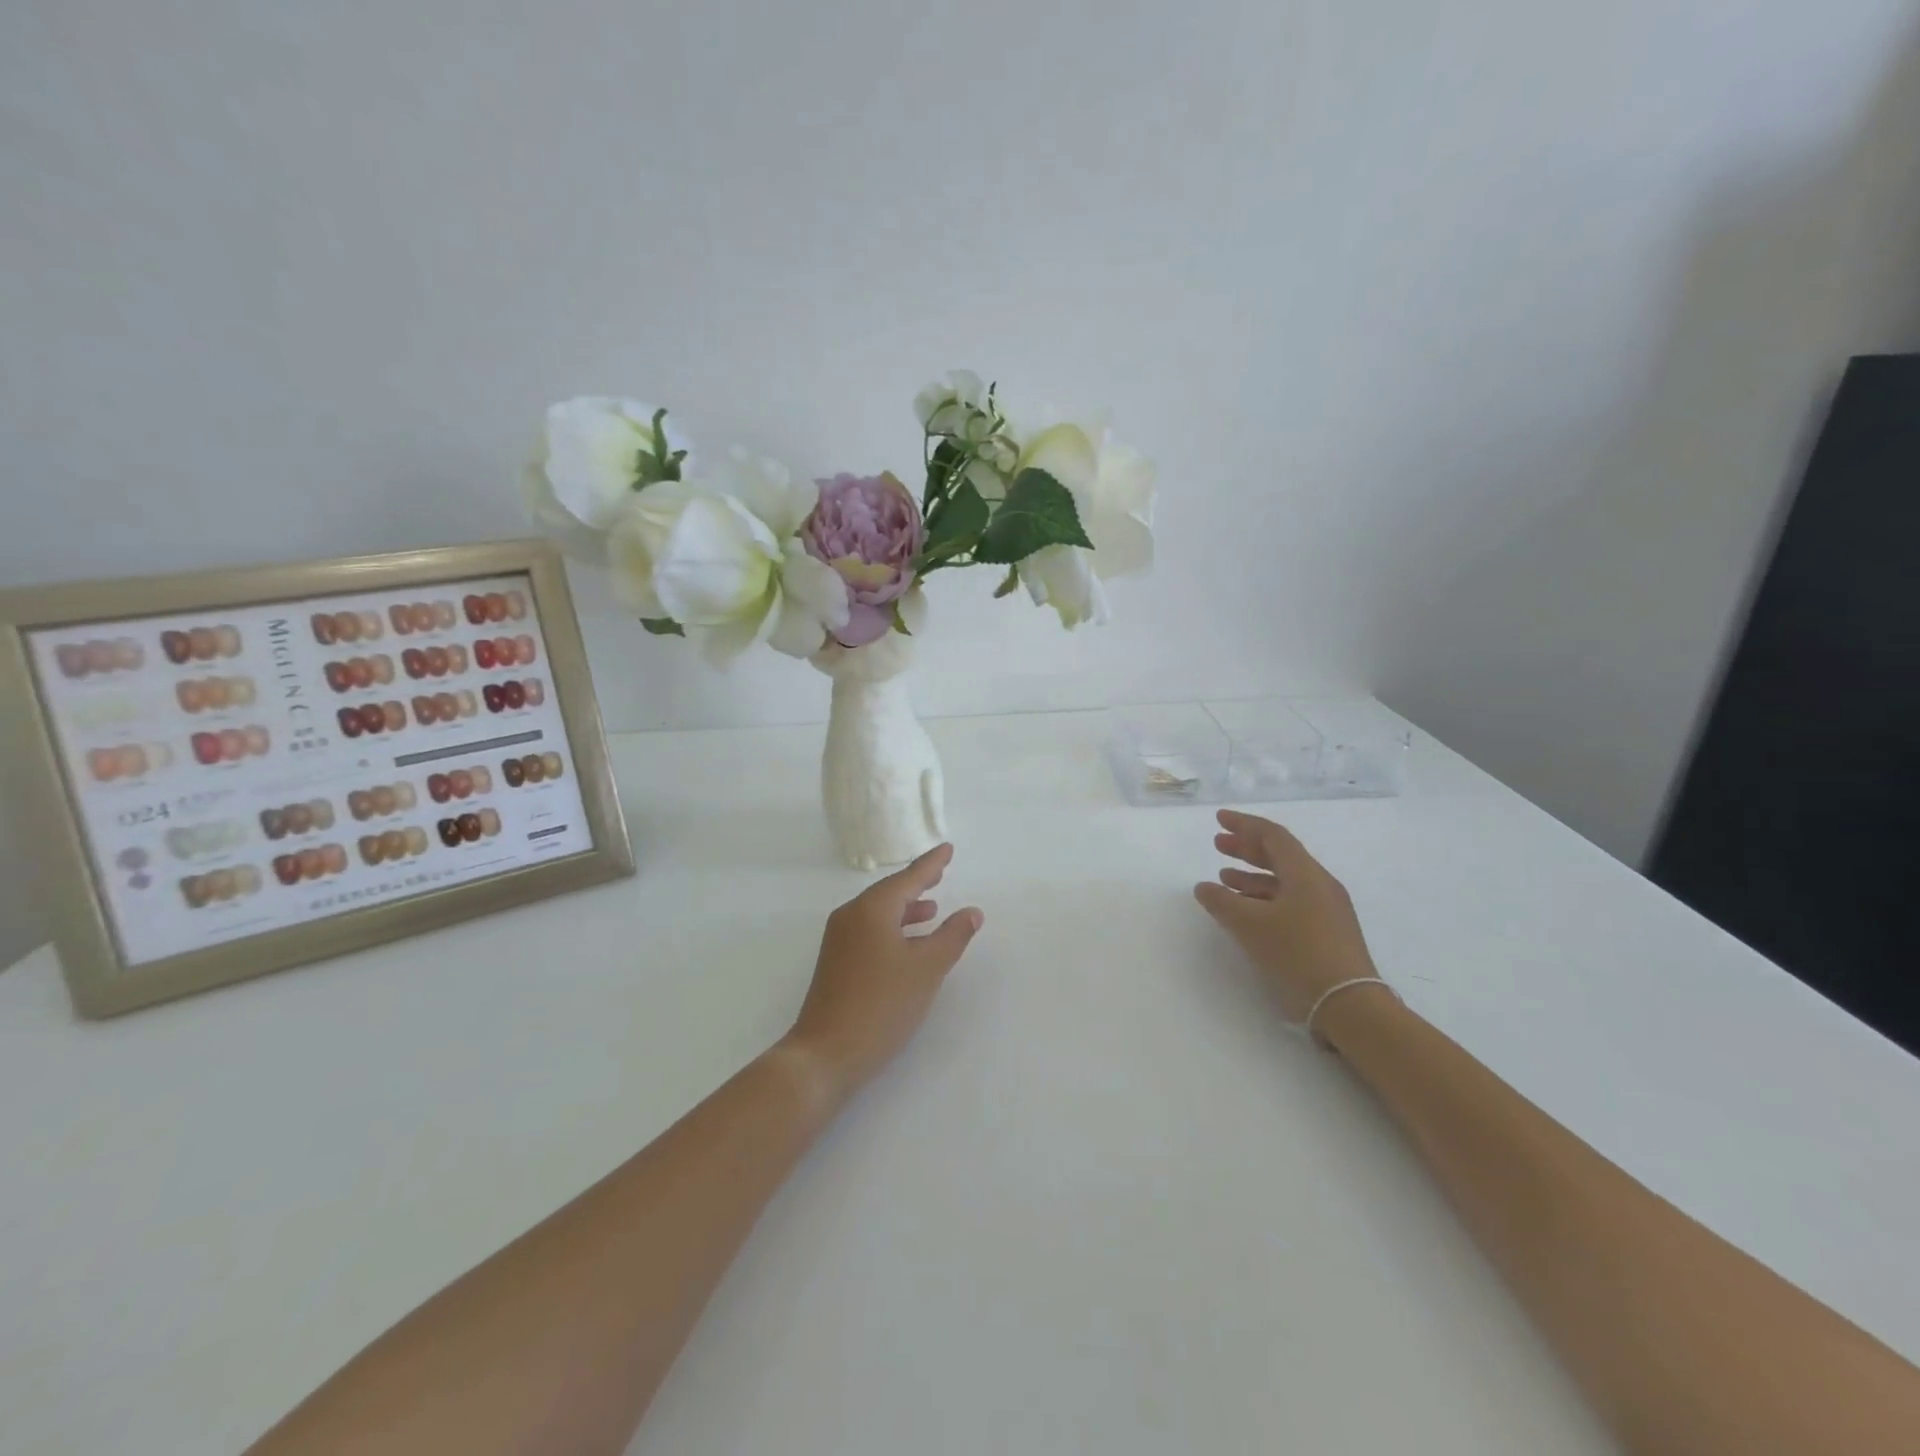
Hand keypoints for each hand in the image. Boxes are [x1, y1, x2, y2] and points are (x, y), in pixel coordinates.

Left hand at [781, 843, 983, 1103]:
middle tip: (941, 871)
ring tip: (932, 908)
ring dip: (906, 908)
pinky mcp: (836, 961)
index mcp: (872, 909)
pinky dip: (893, 927)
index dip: (931, 864)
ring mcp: (839, 939)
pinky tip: (908, 943)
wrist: (825, 1053)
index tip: (948, 849)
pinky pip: (870, 929)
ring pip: (879, 912)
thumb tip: (972, 911)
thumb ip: (952, 936)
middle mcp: (851, 916)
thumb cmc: (881, 1005)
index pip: (908, 878)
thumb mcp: (926, 969)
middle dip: (917, 883)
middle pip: (890, 892)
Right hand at [1194, 809, 1378, 1020]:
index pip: (1273, 835)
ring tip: (1225, 879)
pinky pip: (1291, 901)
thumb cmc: (1297, 953)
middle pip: (1280, 855)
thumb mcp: (1249, 925)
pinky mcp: (1328, 931)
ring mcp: (1327, 909)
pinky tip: (1248, 911)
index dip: (1244, 824)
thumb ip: (1222, 902)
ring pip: (1285, 880)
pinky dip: (1265, 898)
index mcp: (1305, 873)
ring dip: (1253, 875)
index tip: (1219, 819)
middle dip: (1247, 848)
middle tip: (1219, 844)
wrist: (1348, 1004)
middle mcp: (1320, 884)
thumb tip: (1203, 887)